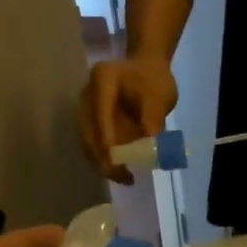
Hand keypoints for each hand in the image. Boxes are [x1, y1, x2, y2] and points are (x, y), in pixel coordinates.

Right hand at [79, 56, 178, 183]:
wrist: (147, 68)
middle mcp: (88, 94)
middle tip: (123, 177)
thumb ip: (154, 118)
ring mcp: (87, 107)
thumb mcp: (159, 96)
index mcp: (103, 81)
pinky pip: (94, 141)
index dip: (106, 139)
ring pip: (88, 139)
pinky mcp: (92, 119)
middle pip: (89, 130)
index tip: (116, 162)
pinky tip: (121, 171)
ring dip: (102, 162)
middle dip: (103, 158)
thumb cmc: (154, 80)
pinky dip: (105, 158)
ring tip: (125, 178)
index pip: (100, 114)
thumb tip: (151, 145)